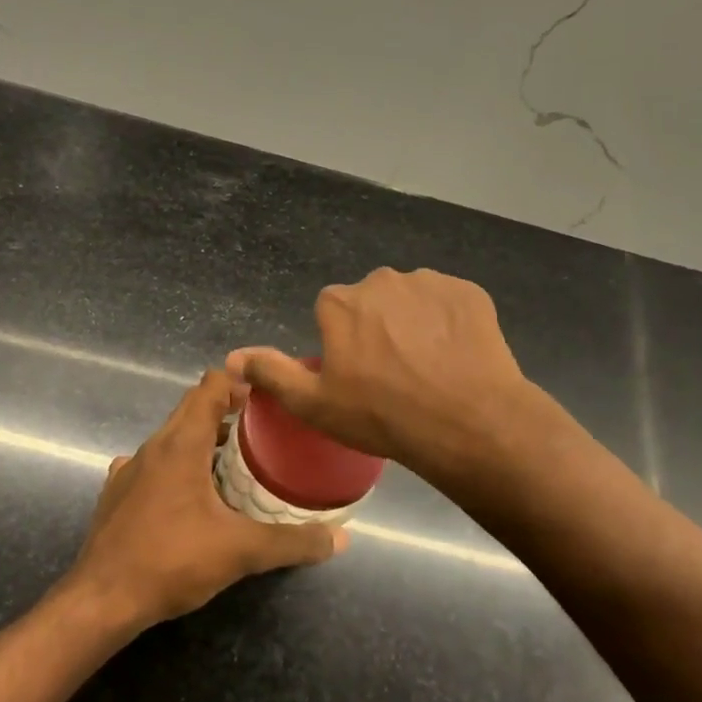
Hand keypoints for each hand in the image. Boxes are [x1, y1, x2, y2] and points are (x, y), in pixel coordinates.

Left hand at [63, 370, 346, 630]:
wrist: (101, 600)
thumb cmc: (172, 561)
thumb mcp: (241, 551)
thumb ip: (292, 542)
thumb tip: (340, 538)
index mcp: (181, 444)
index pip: (210, 388)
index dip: (239, 382)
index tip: (268, 395)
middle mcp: (152, 447)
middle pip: (191, 409)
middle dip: (227, 411)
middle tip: (263, 428)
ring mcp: (129, 470)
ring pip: (171, 439)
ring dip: (203, 440)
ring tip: (235, 462)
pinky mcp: (117, 494)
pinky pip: (153, 465)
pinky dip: (177, 467)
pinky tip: (191, 497)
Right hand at [226, 267, 542, 483]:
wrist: (466, 421)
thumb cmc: (381, 415)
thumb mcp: (314, 404)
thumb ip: (271, 373)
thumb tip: (231, 357)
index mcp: (340, 302)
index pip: (331, 312)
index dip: (342, 343)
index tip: (357, 375)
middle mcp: (381, 280)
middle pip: (371, 301)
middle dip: (377, 328)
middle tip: (393, 374)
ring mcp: (429, 282)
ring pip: (411, 300)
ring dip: (414, 323)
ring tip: (428, 368)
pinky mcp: (469, 292)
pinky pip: (449, 303)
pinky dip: (449, 323)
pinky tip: (456, 356)